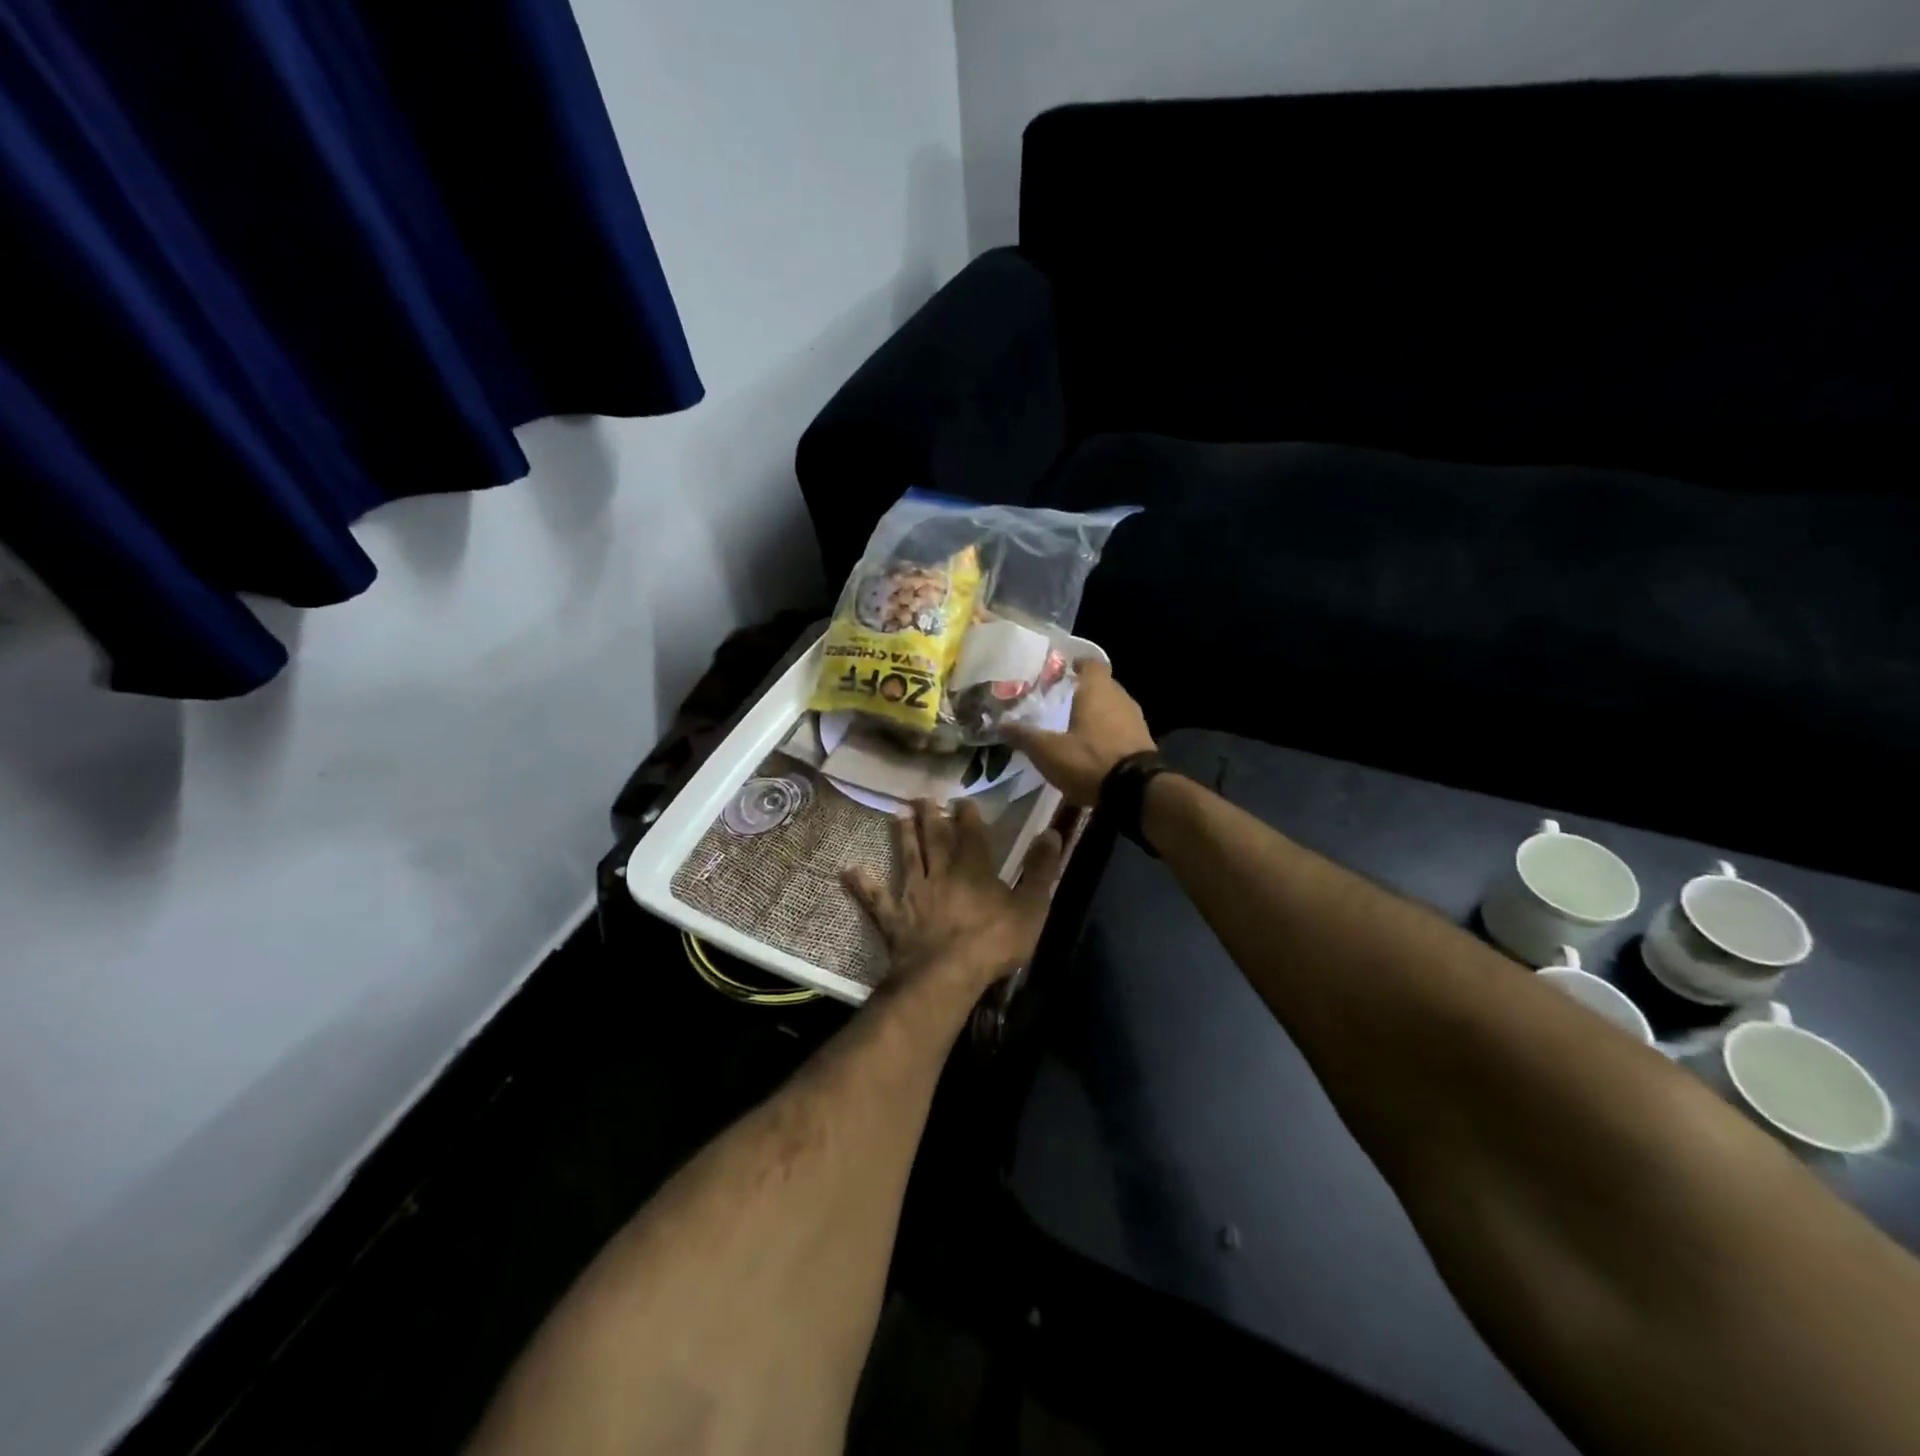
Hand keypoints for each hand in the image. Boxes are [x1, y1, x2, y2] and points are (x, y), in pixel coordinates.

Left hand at [842, 799, 1063, 992]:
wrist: (949, 973)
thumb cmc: (995, 941)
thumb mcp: (1032, 905)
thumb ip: (1042, 869)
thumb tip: (1052, 832)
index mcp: (976, 869)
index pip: (973, 834)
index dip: (968, 816)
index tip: (961, 798)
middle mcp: (942, 873)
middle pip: (936, 838)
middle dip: (932, 816)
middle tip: (924, 797)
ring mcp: (915, 893)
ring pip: (908, 857)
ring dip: (904, 835)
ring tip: (897, 813)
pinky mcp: (894, 917)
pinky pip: (876, 898)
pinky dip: (863, 884)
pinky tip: (849, 871)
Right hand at [1002, 660, 1154, 807]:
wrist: (1136, 791)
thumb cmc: (1089, 760)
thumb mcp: (1048, 751)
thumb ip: (1024, 736)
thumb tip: (999, 724)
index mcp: (1097, 690)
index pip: (1090, 663)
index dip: (1076, 664)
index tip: (1059, 672)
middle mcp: (1120, 697)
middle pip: (1100, 685)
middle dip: (1082, 691)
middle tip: (1059, 700)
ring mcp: (1135, 719)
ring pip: (1111, 706)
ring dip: (1095, 713)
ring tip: (1072, 725)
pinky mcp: (1143, 741)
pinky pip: (1120, 727)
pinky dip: (1106, 731)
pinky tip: (1091, 747)